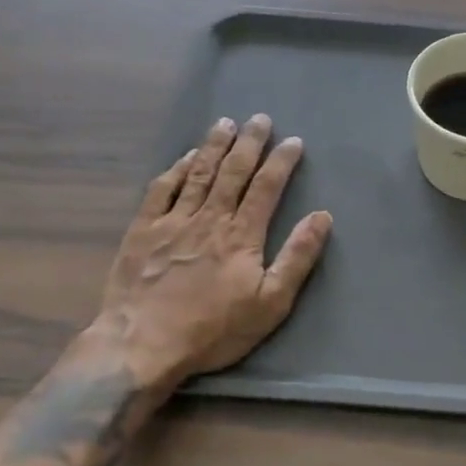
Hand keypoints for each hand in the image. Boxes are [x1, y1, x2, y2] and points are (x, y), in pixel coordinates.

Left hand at [91, 114, 332, 392]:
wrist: (142, 346)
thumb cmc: (213, 330)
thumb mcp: (270, 304)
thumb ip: (297, 258)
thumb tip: (322, 217)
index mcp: (242, 235)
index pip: (266, 187)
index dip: (281, 162)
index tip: (294, 141)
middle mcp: (209, 218)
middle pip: (233, 171)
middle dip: (250, 143)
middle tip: (260, 119)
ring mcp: (173, 221)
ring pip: (198, 173)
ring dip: (214, 146)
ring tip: (226, 123)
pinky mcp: (143, 231)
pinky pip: (161, 190)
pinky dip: (175, 169)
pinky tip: (185, 157)